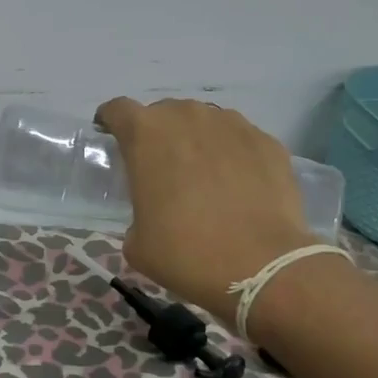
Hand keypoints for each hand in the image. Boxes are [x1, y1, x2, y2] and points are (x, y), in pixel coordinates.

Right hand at [96, 97, 314, 325]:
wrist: (261, 267)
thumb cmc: (185, 252)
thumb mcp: (137, 241)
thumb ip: (137, 210)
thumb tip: (154, 212)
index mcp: (145, 135)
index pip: (118, 110)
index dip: (111, 122)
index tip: (111, 137)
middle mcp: (187, 117)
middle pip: (164, 113)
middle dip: (158, 134)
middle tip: (161, 167)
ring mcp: (232, 125)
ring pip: (204, 122)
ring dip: (197, 141)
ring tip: (203, 175)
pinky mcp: (267, 141)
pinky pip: (239, 140)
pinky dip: (233, 155)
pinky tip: (237, 185)